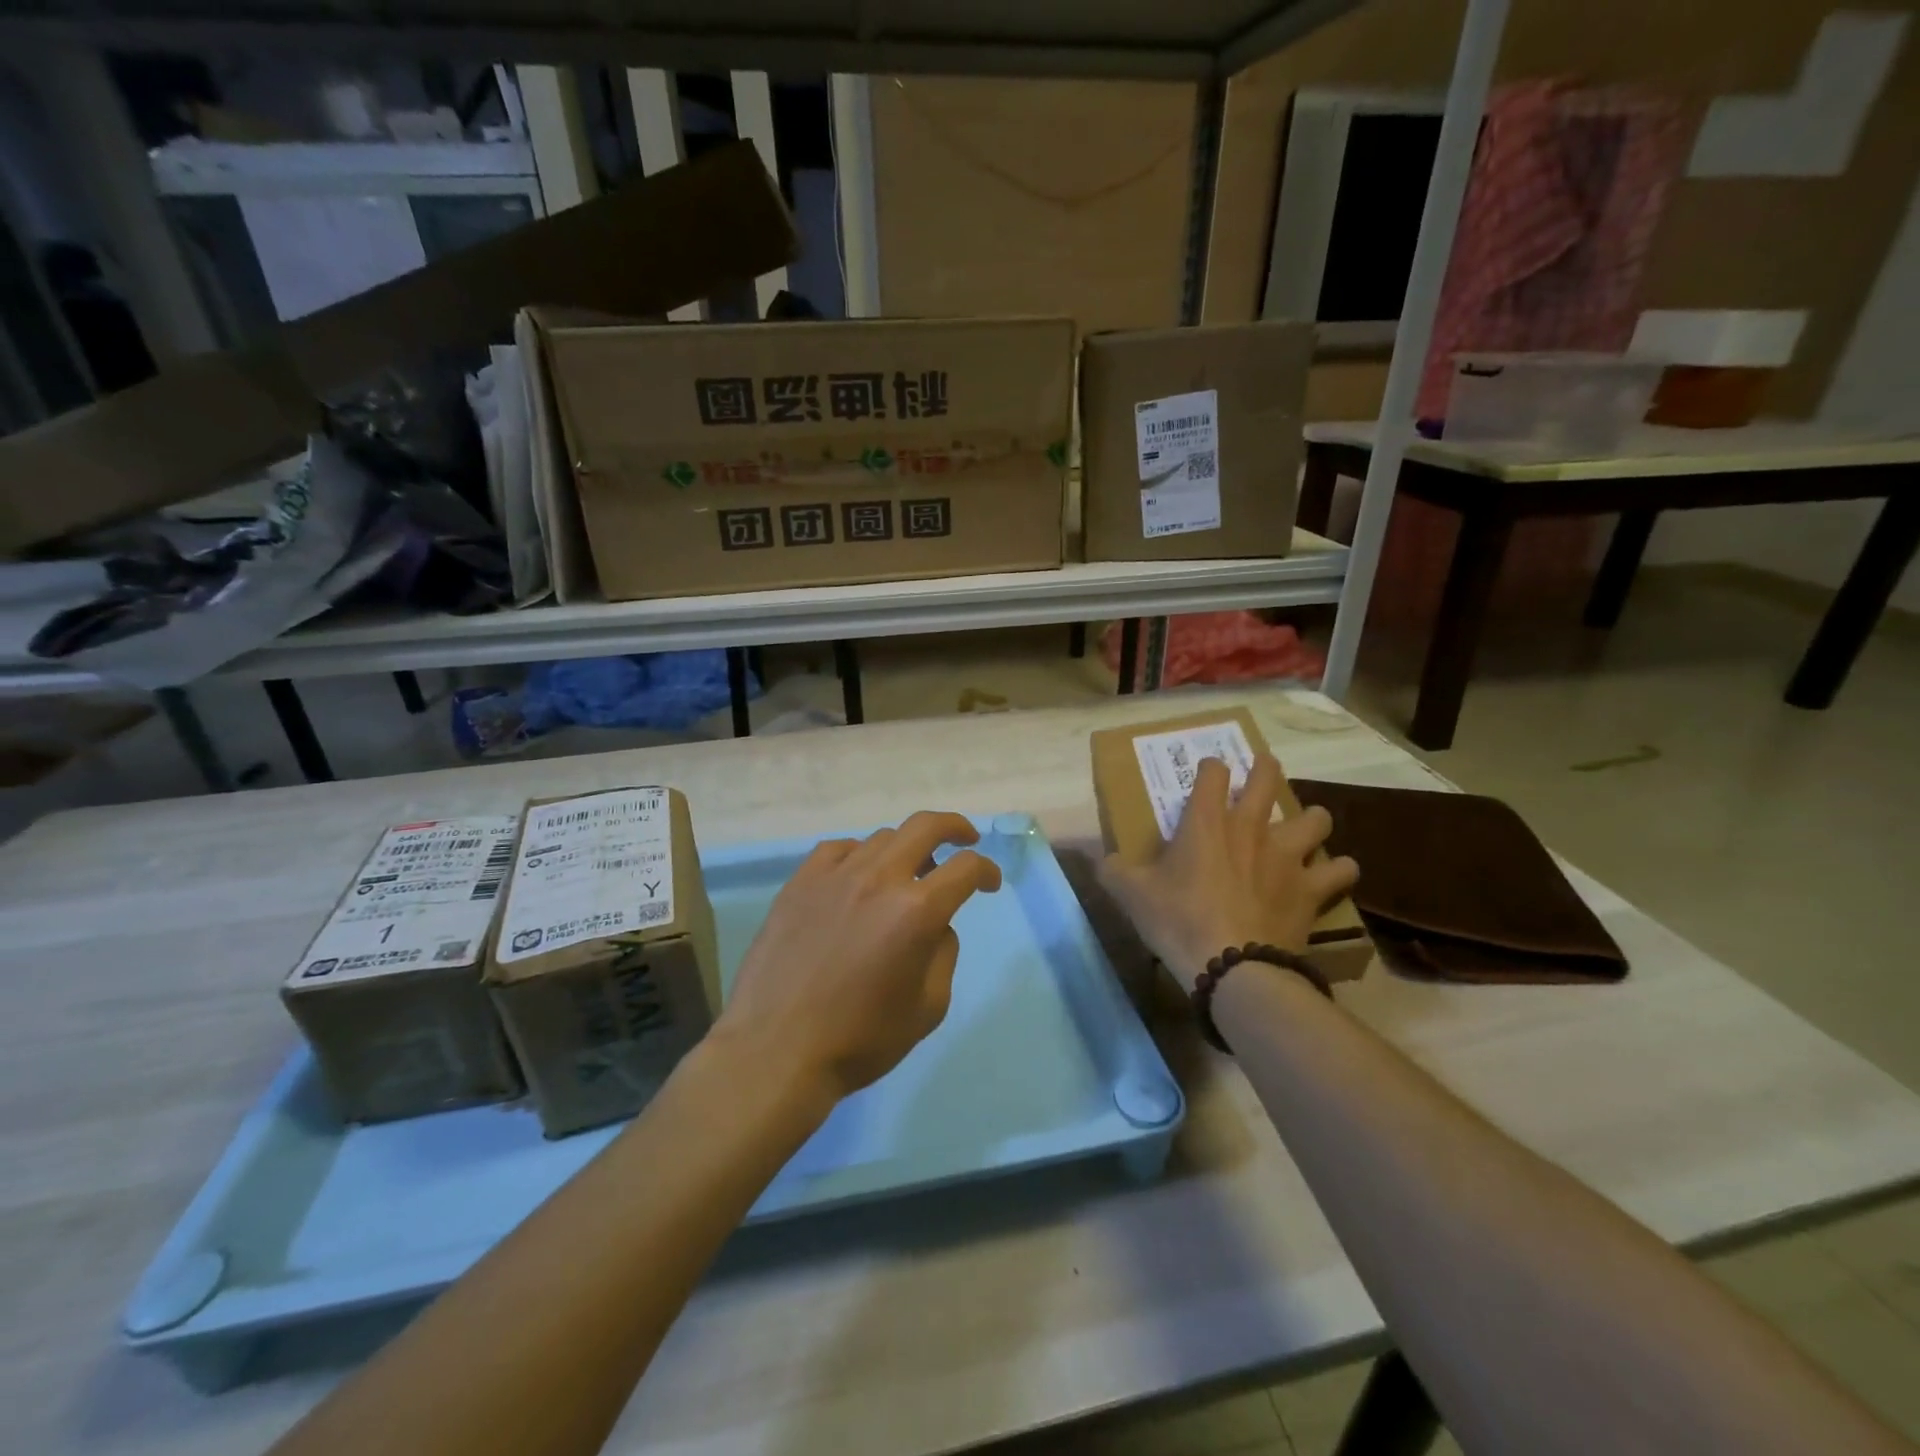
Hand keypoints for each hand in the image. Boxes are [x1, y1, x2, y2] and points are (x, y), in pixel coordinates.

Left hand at [713, 811, 1002, 1104]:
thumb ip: (943, 954)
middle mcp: (878, 879)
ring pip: (881, 838)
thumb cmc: (860, 1039)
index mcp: (916, 910)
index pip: (966, 868)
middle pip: (925, 826)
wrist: (776, 1051)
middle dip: (954, 828)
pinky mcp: (799, 883)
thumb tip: (936, 925)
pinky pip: (838, 850)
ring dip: (905, 850)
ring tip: (905, 875)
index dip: (986, 870)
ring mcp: (834, 876)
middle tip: (965, 840)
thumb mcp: (928, 1008)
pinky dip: (859, 856)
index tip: (989, 883)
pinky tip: (857, 876)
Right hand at [1099, 755, 1357, 980]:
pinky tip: (1329, 876)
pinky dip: (1337, 870)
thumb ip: (1113, 870)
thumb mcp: (1131, 894)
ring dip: (1311, 820)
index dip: (1211, 768)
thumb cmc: (1176, 920)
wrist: (1232, 966)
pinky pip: (1340, 869)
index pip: (1213, 772)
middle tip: (1263, 770)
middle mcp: (1250, 828)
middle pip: (1268, 779)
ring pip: (1315, 819)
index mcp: (1206, 821)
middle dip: (1266, 769)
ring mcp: (1286, 856)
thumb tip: (1101, 860)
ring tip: (1304, 828)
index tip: (1209, 773)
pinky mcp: (1311, 889)